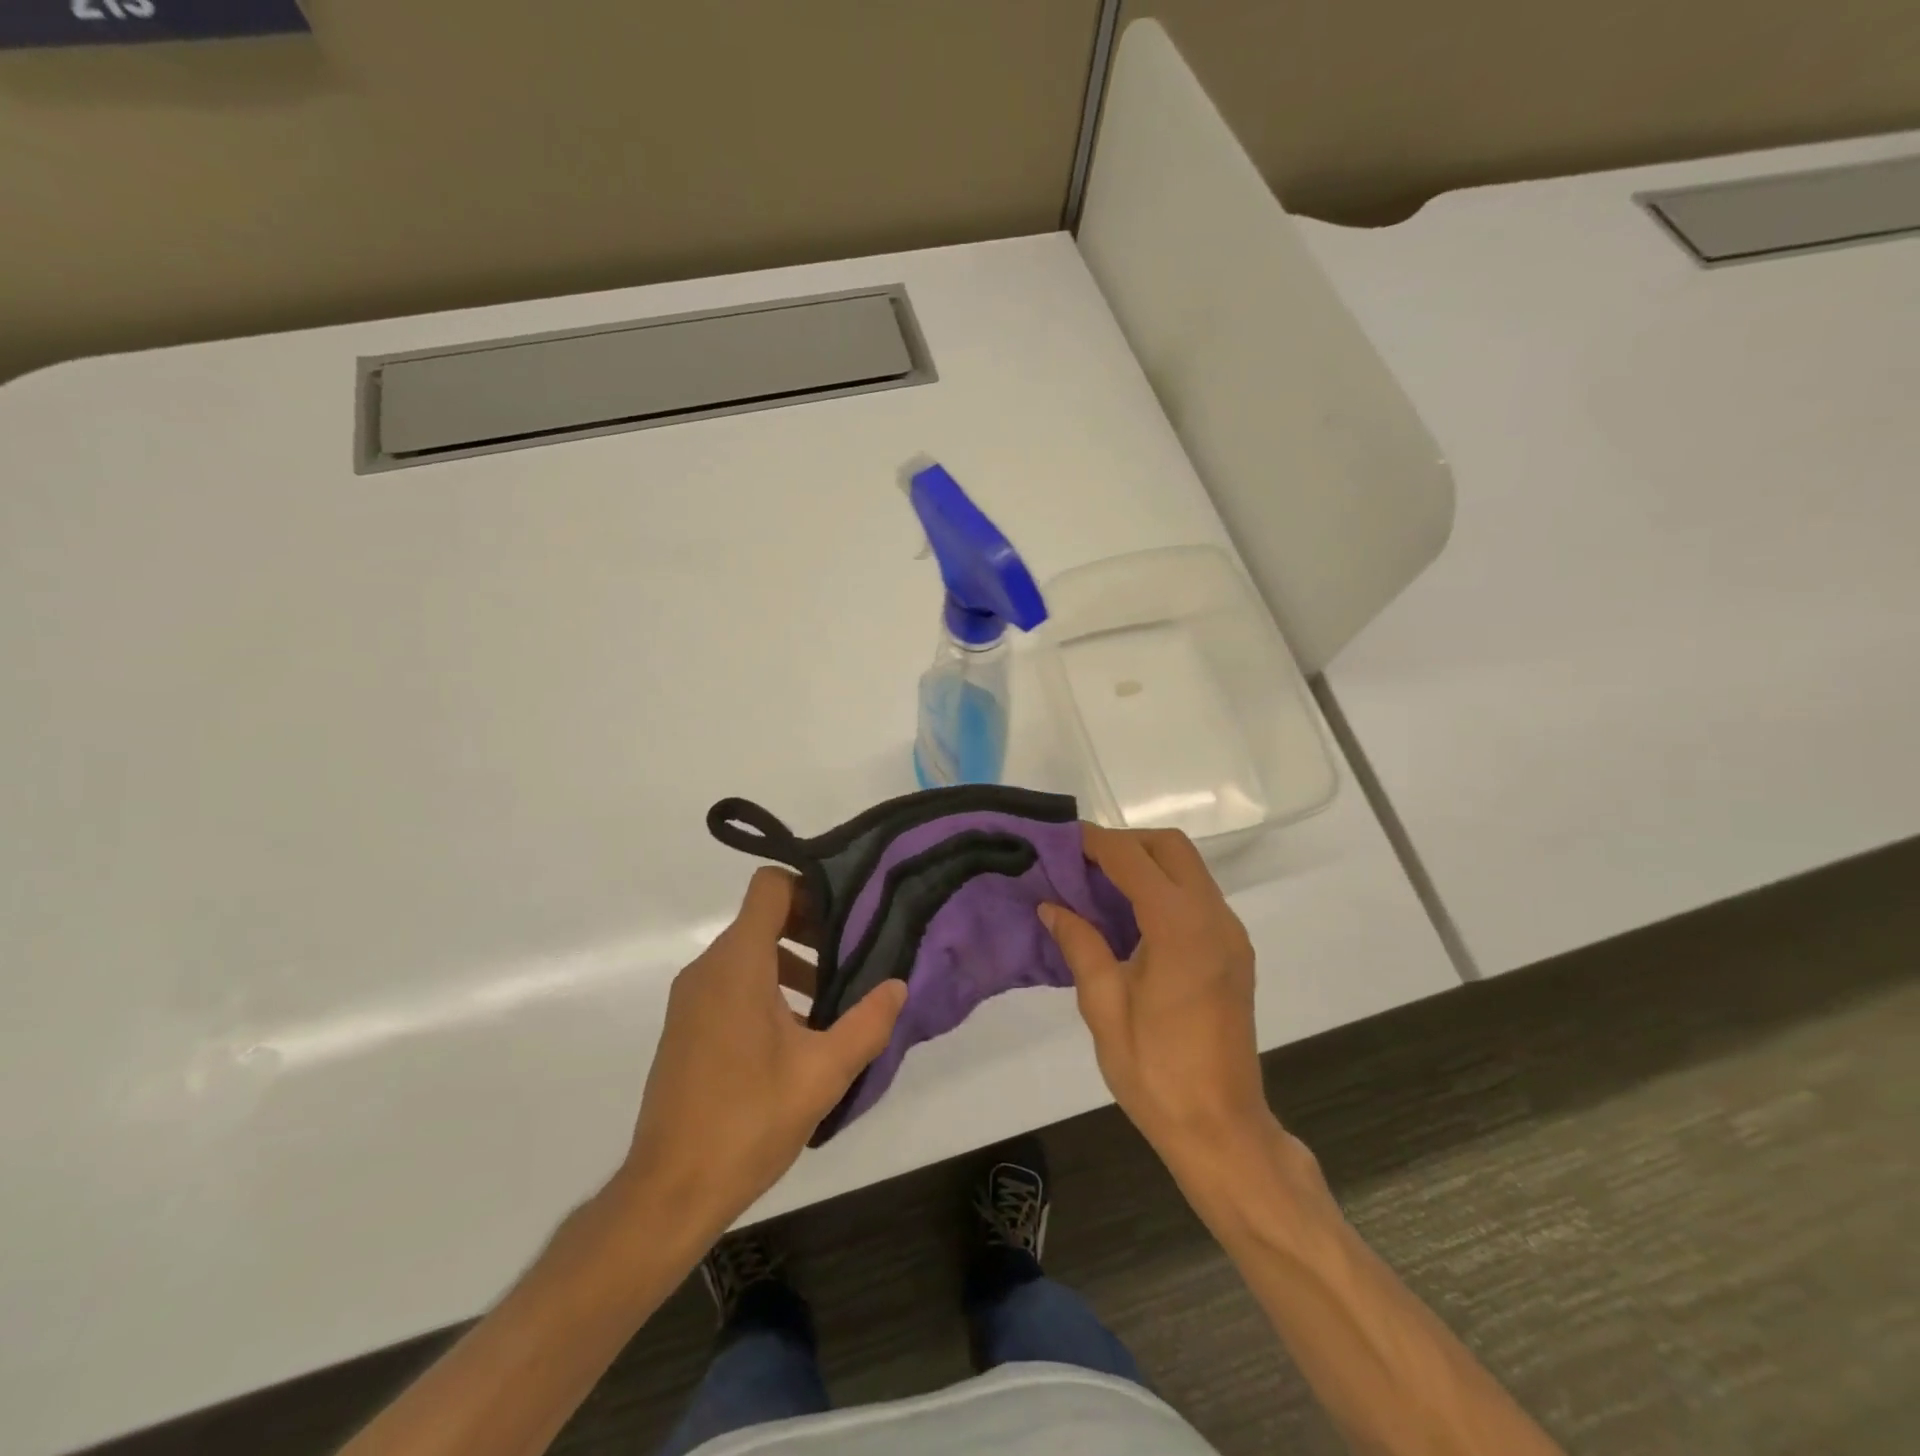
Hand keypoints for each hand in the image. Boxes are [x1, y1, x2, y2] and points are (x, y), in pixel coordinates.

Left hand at [617, 868, 906, 1237]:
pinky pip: (732, 983)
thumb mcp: (823, 1072)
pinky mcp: (687, 1026)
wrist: (670, 1192)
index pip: (770, 887)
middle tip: (854, 957)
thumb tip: (899, 986)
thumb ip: (867, 1023)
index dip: (811, 888)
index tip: (848, 914)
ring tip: (833, 1001)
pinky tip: (799, 1034)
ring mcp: (692, 999)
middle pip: (763, 918)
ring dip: (793, 963)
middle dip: (812, 929)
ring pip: (749, 953)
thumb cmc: (749, 1120)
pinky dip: (768, 988)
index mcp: (738, 964)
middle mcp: (708, 969)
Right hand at [1041, 826, 1275, 1173]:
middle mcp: (1214, 918)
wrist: (1221, 1129)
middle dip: (1125, 843)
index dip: (1094, 841)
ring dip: (1146, 864)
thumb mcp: (1104, 1006)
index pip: (1133, 858)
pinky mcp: (1235, 952)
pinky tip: (1130, 916)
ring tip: (1098, 886)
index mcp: (1180, 928)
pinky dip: (1163, 888)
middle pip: (1171, 848)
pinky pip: (1198, 897)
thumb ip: (1080, 944)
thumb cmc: (1155, 1071)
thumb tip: (1052, 906)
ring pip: (1189, 869)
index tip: (1059, 838)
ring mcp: (1231, 934)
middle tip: (1081, 863)